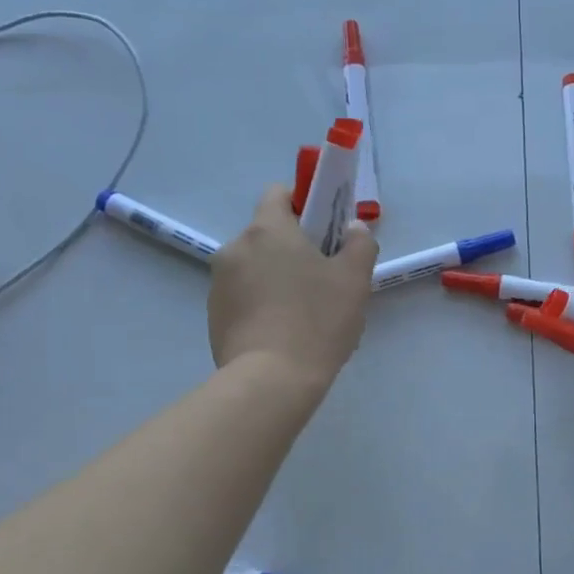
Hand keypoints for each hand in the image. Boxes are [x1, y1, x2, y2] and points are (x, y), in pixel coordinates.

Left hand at [208, 185, 378, 390]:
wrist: (271, 380)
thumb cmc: (318, 319)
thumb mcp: (355, 279)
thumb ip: (359, 243)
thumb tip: (352, 228)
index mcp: (268, 230)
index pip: (279, 194)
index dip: (303, 204)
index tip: (324, 230)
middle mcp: (236, 248)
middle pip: (268, 234)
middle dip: (293, 248)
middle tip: (323, 279)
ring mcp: (218, 283)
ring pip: (255, 267)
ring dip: (276, 278)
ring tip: (304, 314)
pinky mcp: (213, 316)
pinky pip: (243, 297)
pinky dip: (262, 304)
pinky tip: (285, 333)